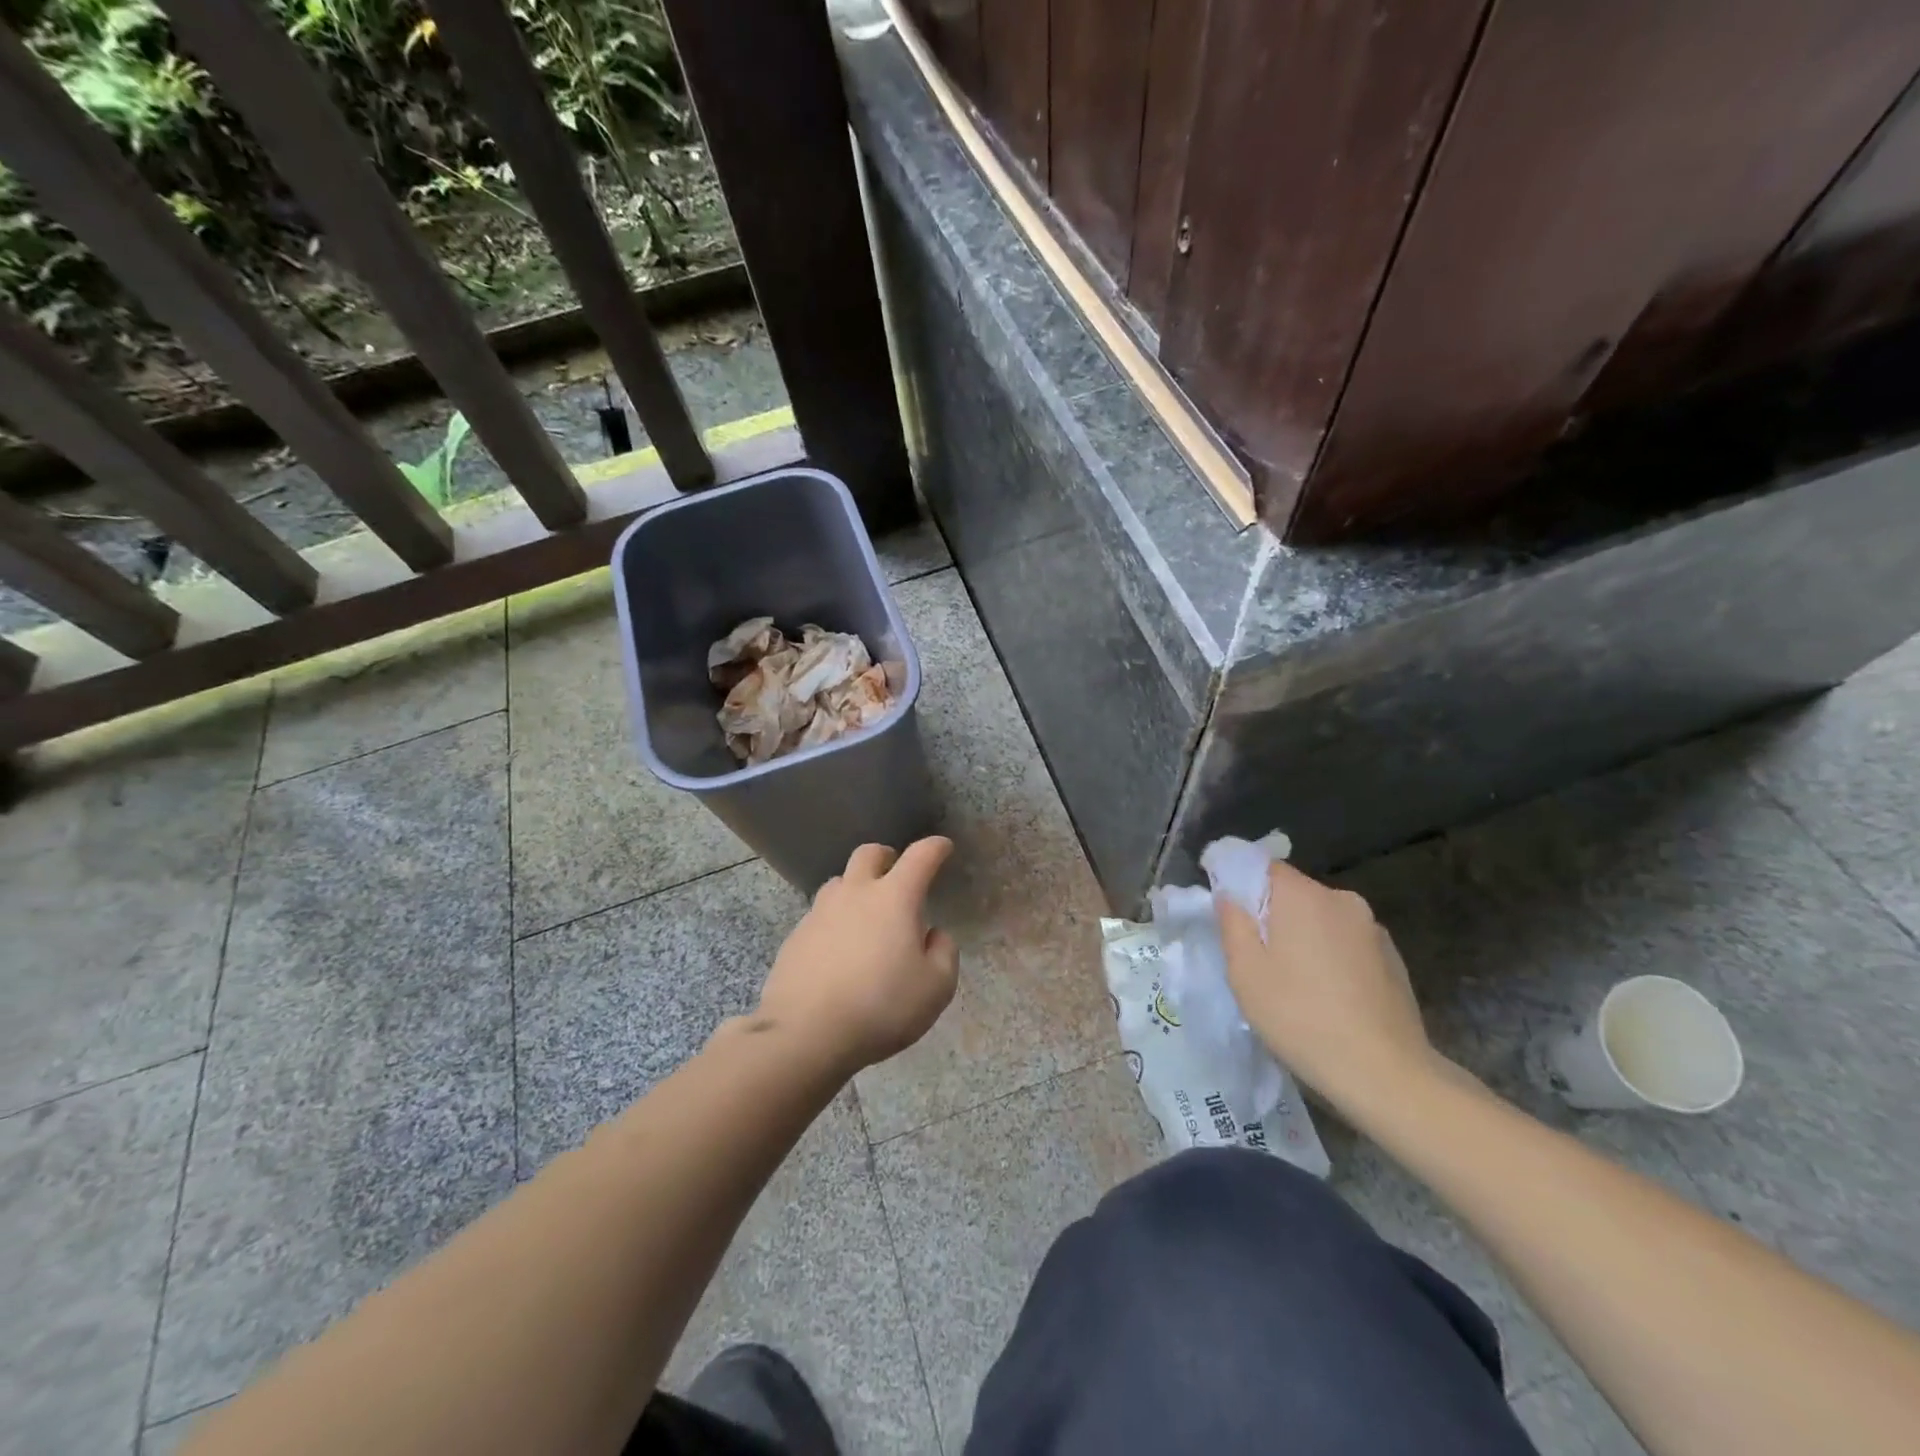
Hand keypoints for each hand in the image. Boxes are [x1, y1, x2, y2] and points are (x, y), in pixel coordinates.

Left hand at [757, 838, 959, 1073]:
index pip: (920, 857)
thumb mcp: (936, 987)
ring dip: (856, 887)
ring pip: (839, 882)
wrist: (805, 1033)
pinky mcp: (796, 936)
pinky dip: (835, 920)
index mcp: (894, 898)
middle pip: (869, 854)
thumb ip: (944, 953)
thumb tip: (934, 935)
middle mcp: (855, 894)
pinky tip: (839, 948)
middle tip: (896, 872)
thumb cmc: (881, 1007)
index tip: (943, 848)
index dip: (935, 848)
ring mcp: (820, 912)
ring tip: (866, 913)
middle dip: (887, 856)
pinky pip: (820, 914)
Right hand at [1216, 861, 1438, 1112]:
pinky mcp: (1394, 958)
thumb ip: (1232, 923)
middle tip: (1256, 956)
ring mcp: (1373, 930)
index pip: (1265, 867)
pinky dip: (1331, 957)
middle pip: (1295, 893)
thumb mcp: (1246, 972)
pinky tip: (1328, 996)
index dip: (1241, 882)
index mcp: (1303, 896)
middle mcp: (1342, 900)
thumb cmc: (1300, 1017)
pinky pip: (1348, 943)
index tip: (1228, 911)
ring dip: (1304, 937)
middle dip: (1272, 915)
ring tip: (1293, 982)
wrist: (1385, 1073)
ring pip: (1323, 919)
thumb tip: (1229, 894)